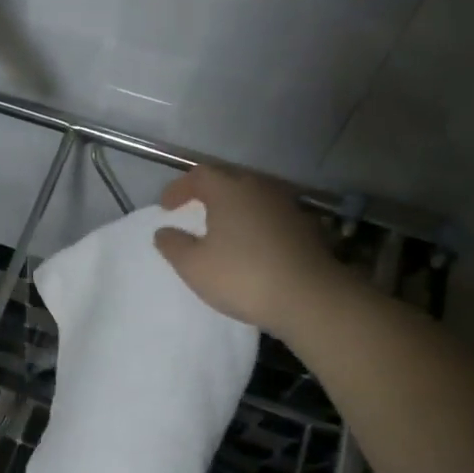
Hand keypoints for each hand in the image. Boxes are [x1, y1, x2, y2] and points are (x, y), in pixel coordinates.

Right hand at [154, 165, 337, 334]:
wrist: (310, 297)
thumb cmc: (242, 276)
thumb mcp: (194, 266)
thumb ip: (173, 245)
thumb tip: (163, 231)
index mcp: (228, 190)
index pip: (199, 175)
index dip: (179, 188)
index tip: (166, 207)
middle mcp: (259, 188)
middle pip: (228, 181)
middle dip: (207, 194)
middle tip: (193, 212)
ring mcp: (286, 205)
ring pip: (252, 197)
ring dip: (234, 208)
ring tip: (222, 229)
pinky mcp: (305, 226)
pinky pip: (270, 215)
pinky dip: (255, 223)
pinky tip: (251, 245)